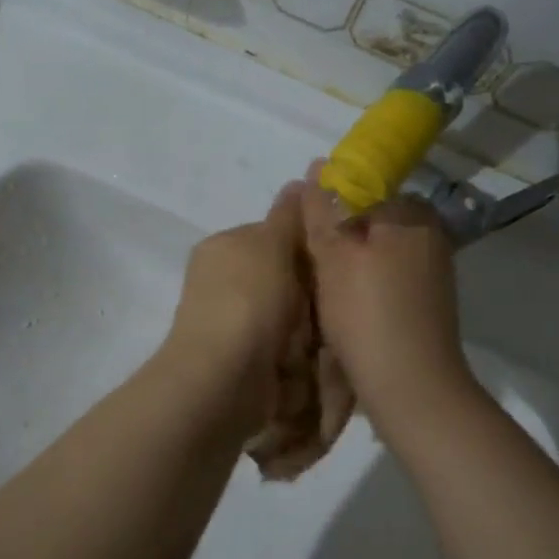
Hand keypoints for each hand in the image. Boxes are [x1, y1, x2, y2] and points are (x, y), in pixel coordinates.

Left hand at [160, 183, 308, 430]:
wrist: (223, 380)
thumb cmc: (248, 302)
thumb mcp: (271, 244)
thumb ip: (289, 215)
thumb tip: (303, 178)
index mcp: (224, 249)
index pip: (275, 235)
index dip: (308, 246)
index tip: (334, 258)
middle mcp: (224, 284)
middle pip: (287, 280)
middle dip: (311, 292)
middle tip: (332, 300)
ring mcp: (234, 326)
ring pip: (291, 318)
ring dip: (310, 328)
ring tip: (324, 335)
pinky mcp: (246, 363)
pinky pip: (287, 351)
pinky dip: (302, 358)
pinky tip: (312, 362)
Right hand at [299, 170, 474, 427]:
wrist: (411, 386)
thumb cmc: (366, 314)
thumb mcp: (333, 257)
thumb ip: (322, 210)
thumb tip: (317, 166)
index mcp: (409, 212)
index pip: (361, 184)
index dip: (327, 204)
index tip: (304, 231)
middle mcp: (429, 231)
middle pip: (370, 217)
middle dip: (339, 234)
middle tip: (309, 262)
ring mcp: (433, 267)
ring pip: (378, 247)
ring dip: (351, 261)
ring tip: (323, 287)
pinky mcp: (429, 298)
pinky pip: (389, 273)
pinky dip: (367, 282)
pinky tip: (348, 306)